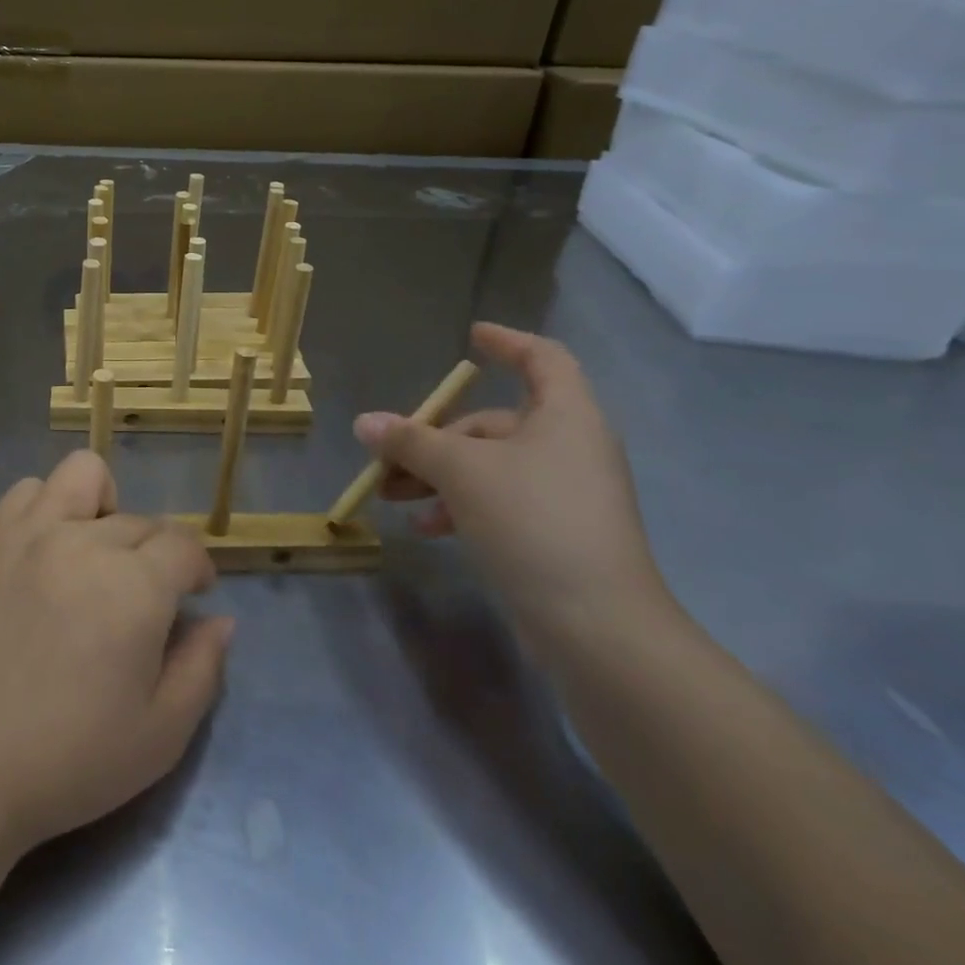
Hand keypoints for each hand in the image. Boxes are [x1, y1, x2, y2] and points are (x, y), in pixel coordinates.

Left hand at [0, 452, 232, 853]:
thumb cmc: (67, 761)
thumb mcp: (160, 736)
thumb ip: (202, 669)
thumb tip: (221, 620)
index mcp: (134, 585)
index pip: (184, 545)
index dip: (198, 568)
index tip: (195, 594)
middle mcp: (84, 540)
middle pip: (139, 520)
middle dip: (155, 554)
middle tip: (140, 602)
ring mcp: (30, 532)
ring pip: (83, 476)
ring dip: (102, 506)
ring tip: (94, 552)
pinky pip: (27, 491)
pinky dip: (46, 506)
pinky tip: (44, 550)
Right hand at [354, 322, 672, 655]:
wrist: (598, 627)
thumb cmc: (533, 521)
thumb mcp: (461, 472)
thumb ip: (411, 441)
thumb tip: (365, 423)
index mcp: (565, 416)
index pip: (542, 359)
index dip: (507, 342)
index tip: (470, 337)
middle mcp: (570, 447)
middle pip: (495, 422)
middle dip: (435, 436)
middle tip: (388, 456)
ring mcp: (565, 493)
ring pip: (489, 466)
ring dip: (438, 475)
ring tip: (392, 495)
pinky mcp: (555, 533)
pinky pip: (499, 501)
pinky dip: (461, 506)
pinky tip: (427, 528)